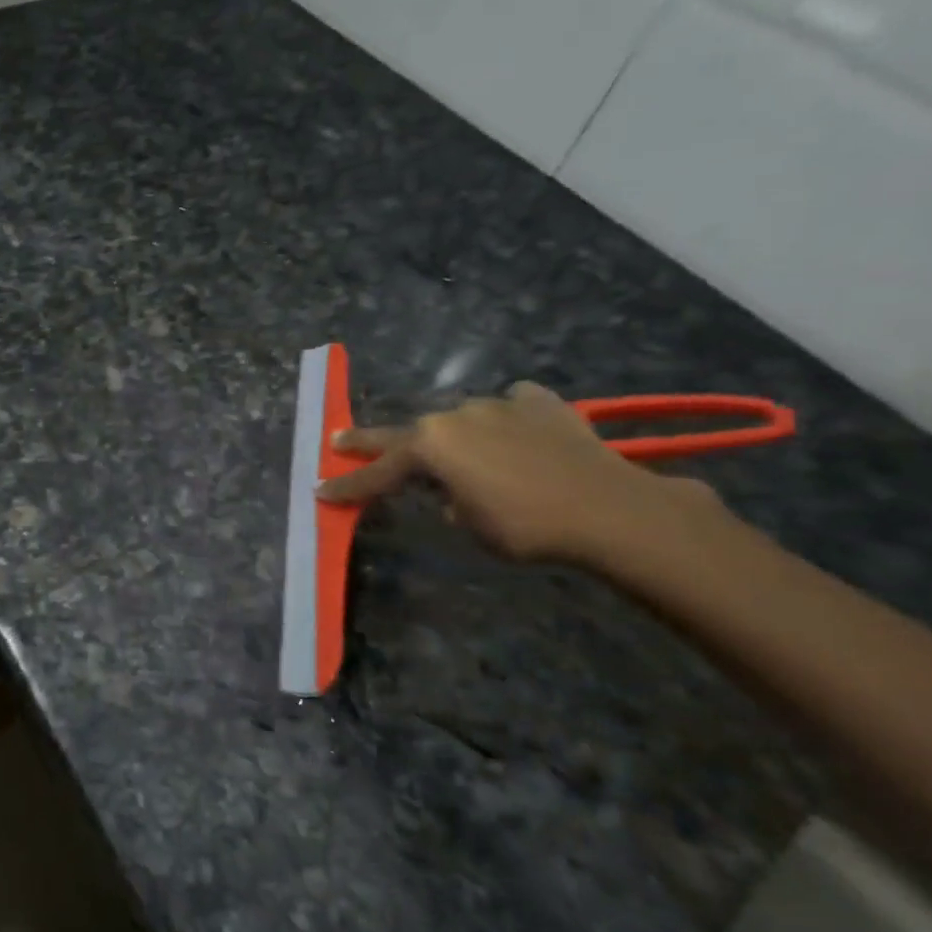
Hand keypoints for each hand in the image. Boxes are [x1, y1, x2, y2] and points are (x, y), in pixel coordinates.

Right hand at [316, 381, 719, 565]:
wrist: (610, 509)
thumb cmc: (526, 526)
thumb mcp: (469, 525)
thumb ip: (447, 501)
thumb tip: (453, 491)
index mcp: (431, 447)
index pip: (378, 472)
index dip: (349, 486)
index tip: (320, 491)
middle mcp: (457, 416)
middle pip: (405, 433)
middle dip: (370, 441)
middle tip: (340, 440)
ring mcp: (500, 405)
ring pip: (462, 419)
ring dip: (454, 437)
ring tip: (462, 454)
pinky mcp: (543, 404)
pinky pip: (513, 406)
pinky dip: (508, 418)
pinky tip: (518, 429)